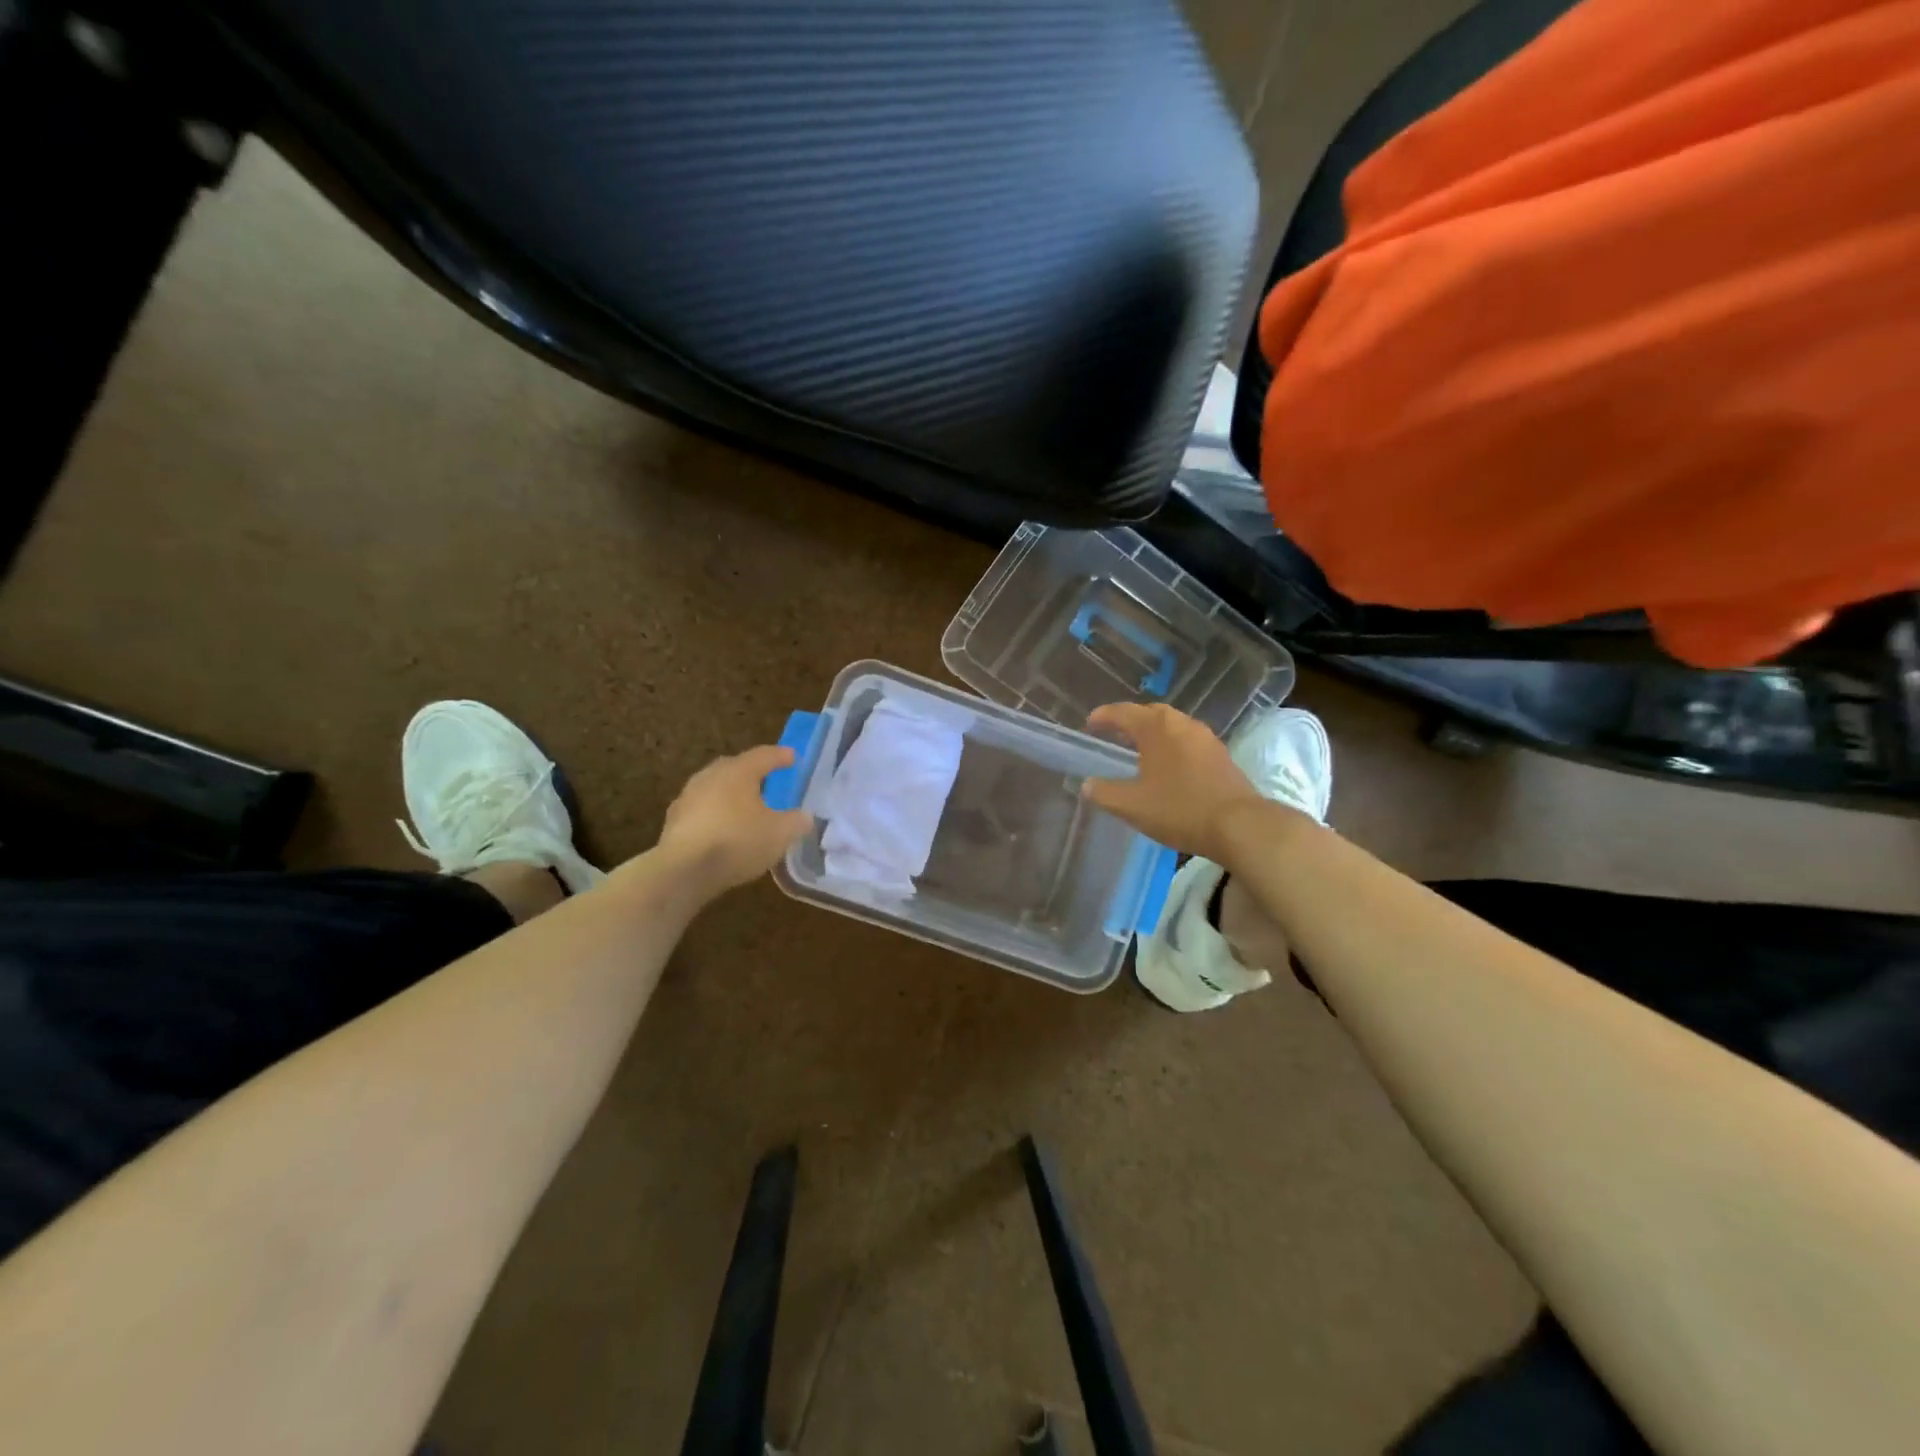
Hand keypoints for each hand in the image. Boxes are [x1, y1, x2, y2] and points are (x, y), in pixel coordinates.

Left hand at [655, 745, 812, 896]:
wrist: (683, 871)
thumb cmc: (737, 842)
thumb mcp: (780, 834)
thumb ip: (797, 821)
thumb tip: (805, 816)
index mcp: (738, 772)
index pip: (764, 755)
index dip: (781, 756)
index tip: (793, 757)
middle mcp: (710, 777)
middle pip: (735, 767)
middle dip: (752, 772)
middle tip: (767, 779)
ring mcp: (688, 798)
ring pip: (715, 788)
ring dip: (730, 794)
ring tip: (745, 807)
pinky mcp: (674, 822)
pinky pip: (702, 810)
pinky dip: (715, 814)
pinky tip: (723, 830)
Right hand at [1082, 703, 1265, 863]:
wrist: (1240, 825)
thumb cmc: (1179, 809)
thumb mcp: (1132, 805)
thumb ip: (1104, 793)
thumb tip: (1087, 785)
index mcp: (1157, 728)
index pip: (1123, 712)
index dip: (1104, 716)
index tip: (1089, 724)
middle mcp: (1182, 724)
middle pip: (1151, 713)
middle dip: (1130, 721)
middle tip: (1114, 734)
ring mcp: (1206, 738)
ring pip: (1173, 726)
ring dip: (1153, 734)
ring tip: (1139, 750)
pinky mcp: (1221, 756)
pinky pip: (1188, 741)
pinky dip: (1172, 746)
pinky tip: (1168, 767)